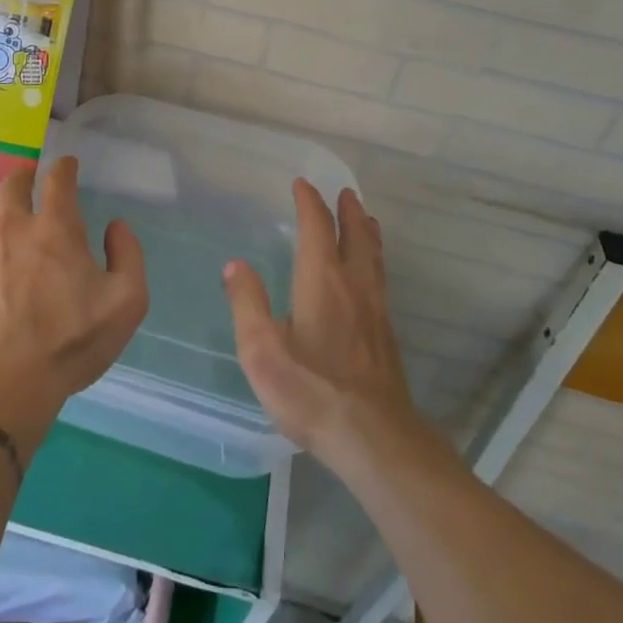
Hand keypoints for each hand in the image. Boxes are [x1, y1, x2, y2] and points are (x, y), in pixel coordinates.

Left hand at [0, 158, 148, 418]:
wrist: (10, 380)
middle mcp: (15, 227)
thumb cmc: (74, 339)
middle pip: (12, 182)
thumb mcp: (127, 301)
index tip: (68, 166)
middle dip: (26, 175)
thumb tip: (116, 227)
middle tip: (34, 180)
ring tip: (6, 206)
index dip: (65, 167)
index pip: (57, 179)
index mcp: (57, 227)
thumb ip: (129, 256)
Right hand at [225, 181, 424, 473]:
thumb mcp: (262, 350)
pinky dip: (374, 260)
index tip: (302, 184)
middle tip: (345, 192)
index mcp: (322, 280)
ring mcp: (375, 310)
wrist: (374, 437)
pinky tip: (370, 276)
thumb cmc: (311, 390)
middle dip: (348, 211)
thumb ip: (247, 303)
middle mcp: (353, 285)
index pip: (317, 227)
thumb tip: (235, 265)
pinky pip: (380, 280)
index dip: (309, 202)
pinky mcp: (386, 336)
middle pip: (355, 236)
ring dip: (367, 232)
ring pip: (374, 257)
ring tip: (366, 219)